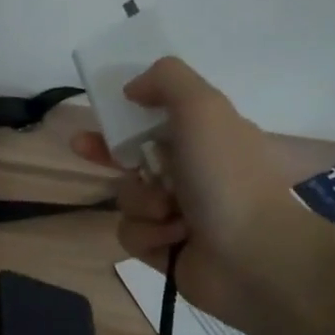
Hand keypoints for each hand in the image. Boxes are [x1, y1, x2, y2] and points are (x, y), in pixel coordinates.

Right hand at [71, 57, 300, 327]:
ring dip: (142, 202)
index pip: (157, 118)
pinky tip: (175, 239)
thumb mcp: (202, 107)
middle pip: (133, 156)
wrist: (254, 255)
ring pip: (128, 197)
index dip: (126, 114)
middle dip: (106, 152)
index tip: (101, 113)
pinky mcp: (166, 249)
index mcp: (206, 137)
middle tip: (80, 148)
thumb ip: (166, 80)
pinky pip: (132, 234)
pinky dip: (150, 234)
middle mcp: (192, 172)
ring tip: (170, 213)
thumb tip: (133, 89)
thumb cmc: (226, 176)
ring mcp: (179, 213)